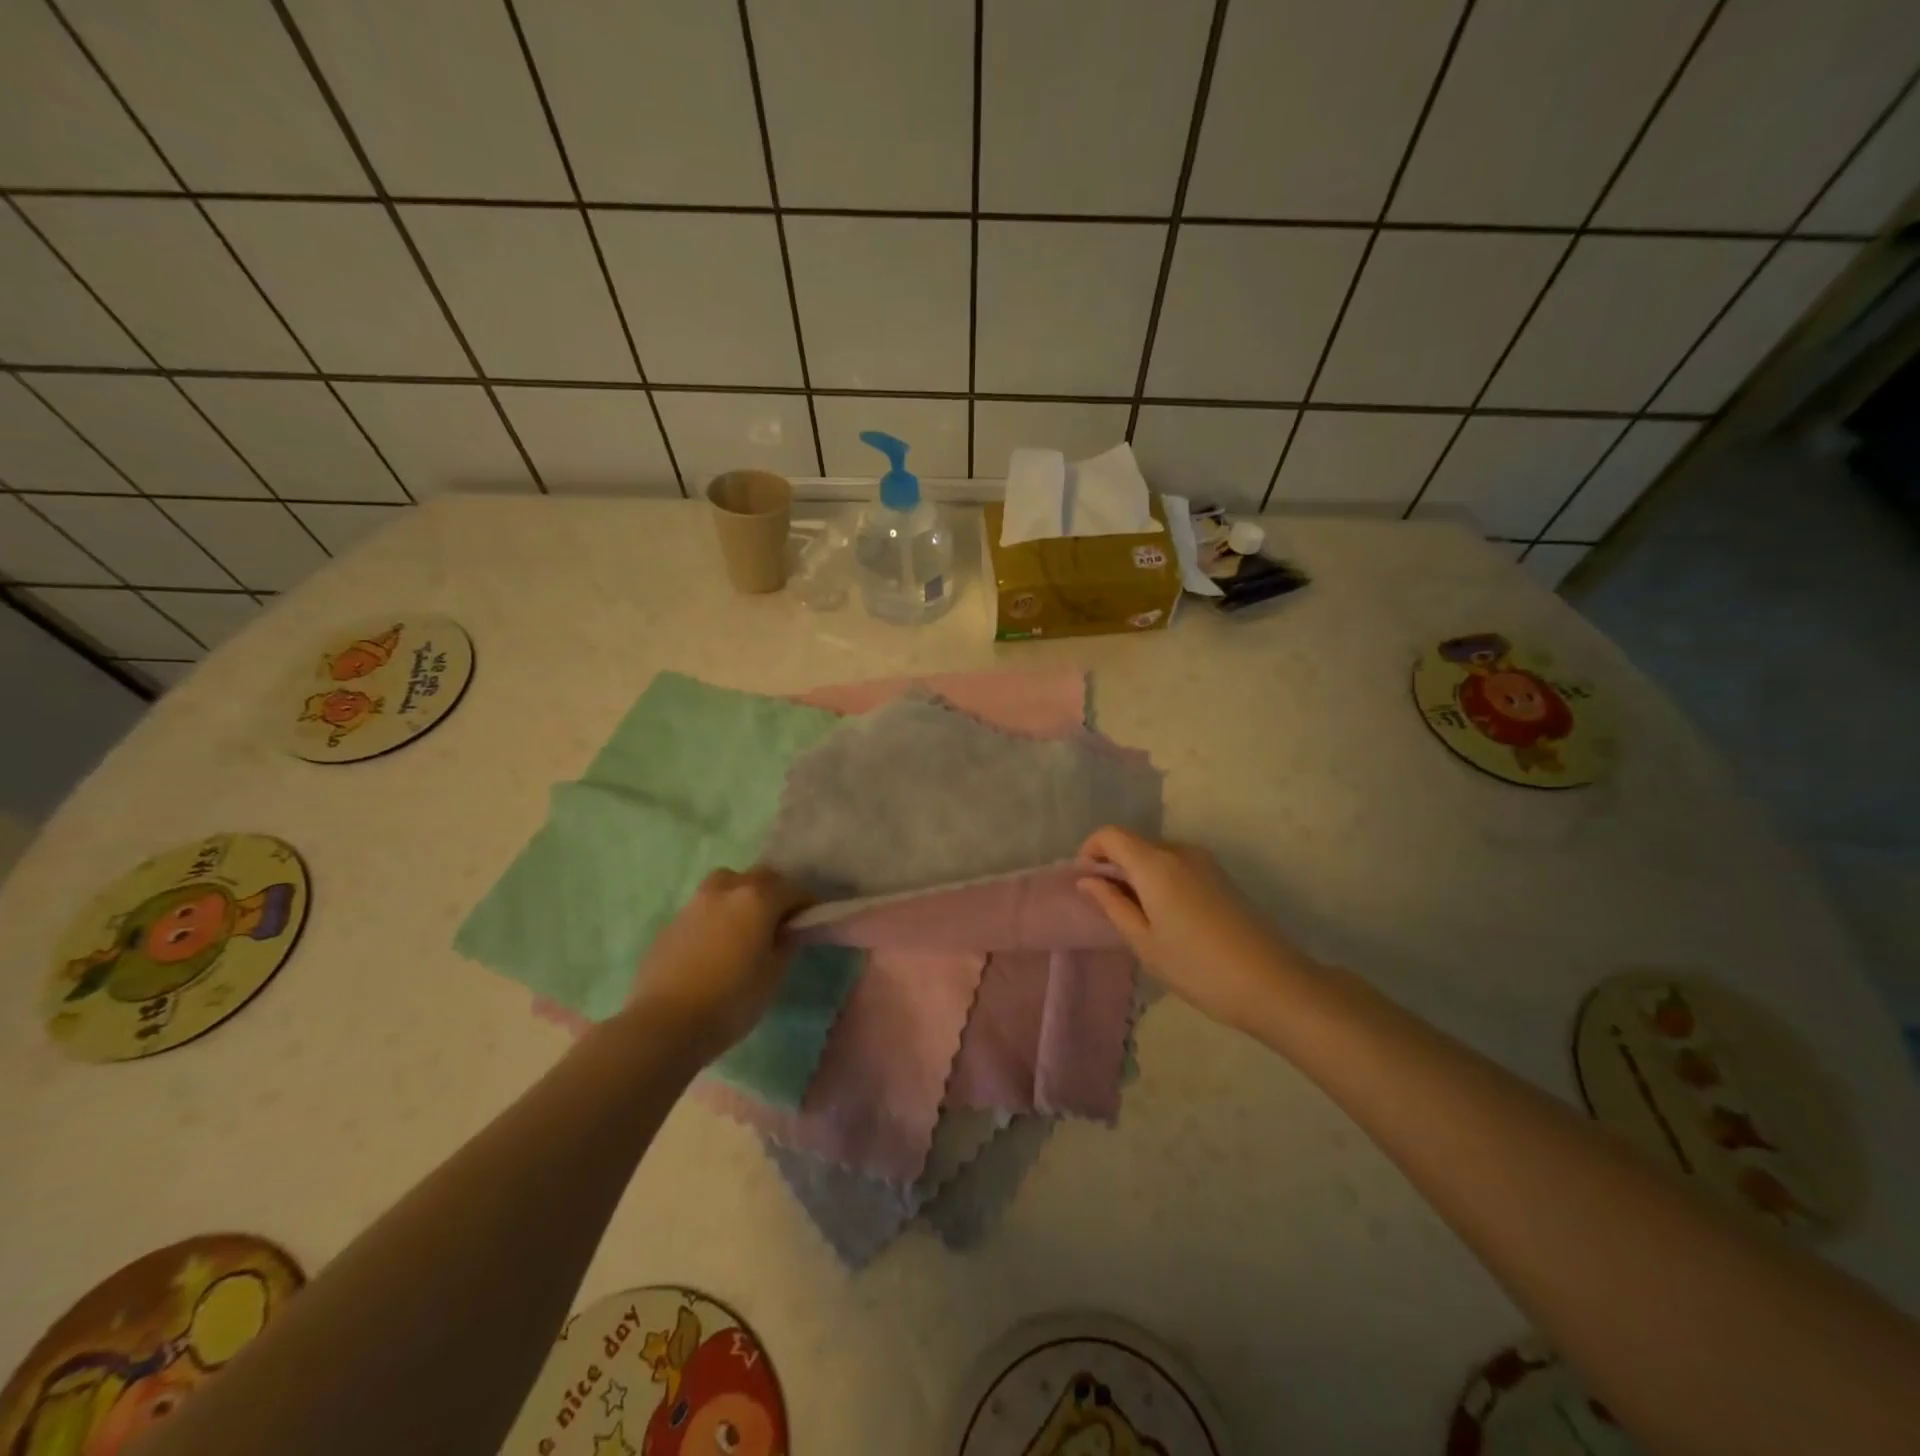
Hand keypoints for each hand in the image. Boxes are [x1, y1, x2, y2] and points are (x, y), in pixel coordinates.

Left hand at [626, 867, 810, 1056]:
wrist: (665, 1024)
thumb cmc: (731, 1000)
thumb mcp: (773, 975)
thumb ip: (786, 944)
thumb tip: (787, 930)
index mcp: (757, 898)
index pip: (794, 889)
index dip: (807, 903)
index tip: (812, 920)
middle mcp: (727, 889)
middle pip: (760, 878)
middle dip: (776, 892)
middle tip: (782, 919)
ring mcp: (696, 902)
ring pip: (728, 884)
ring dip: (743, 895)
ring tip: (746, 924)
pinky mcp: (673, 921)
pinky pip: (705, 906)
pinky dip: (719, 914)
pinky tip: (719, 942)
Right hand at [1076, 827, 1313, 1033]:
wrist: (1273, 983)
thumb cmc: (1198, 968)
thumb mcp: (1145, 943)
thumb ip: (1113, 905)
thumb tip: (1088, 880)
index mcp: (1156, 865)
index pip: (1111, 835)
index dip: (1091, 850)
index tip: (1086, 881)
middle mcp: (1180, 852)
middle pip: (1134, 843)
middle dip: (1114, 865)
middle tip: (1109, 906)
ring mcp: (1205, 862)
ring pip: (1157, 854)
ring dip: (1139, 873)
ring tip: (1139, 916)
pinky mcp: (1221, 876)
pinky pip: (1178, 865)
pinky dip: (1161, 879)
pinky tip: (1168, 917)